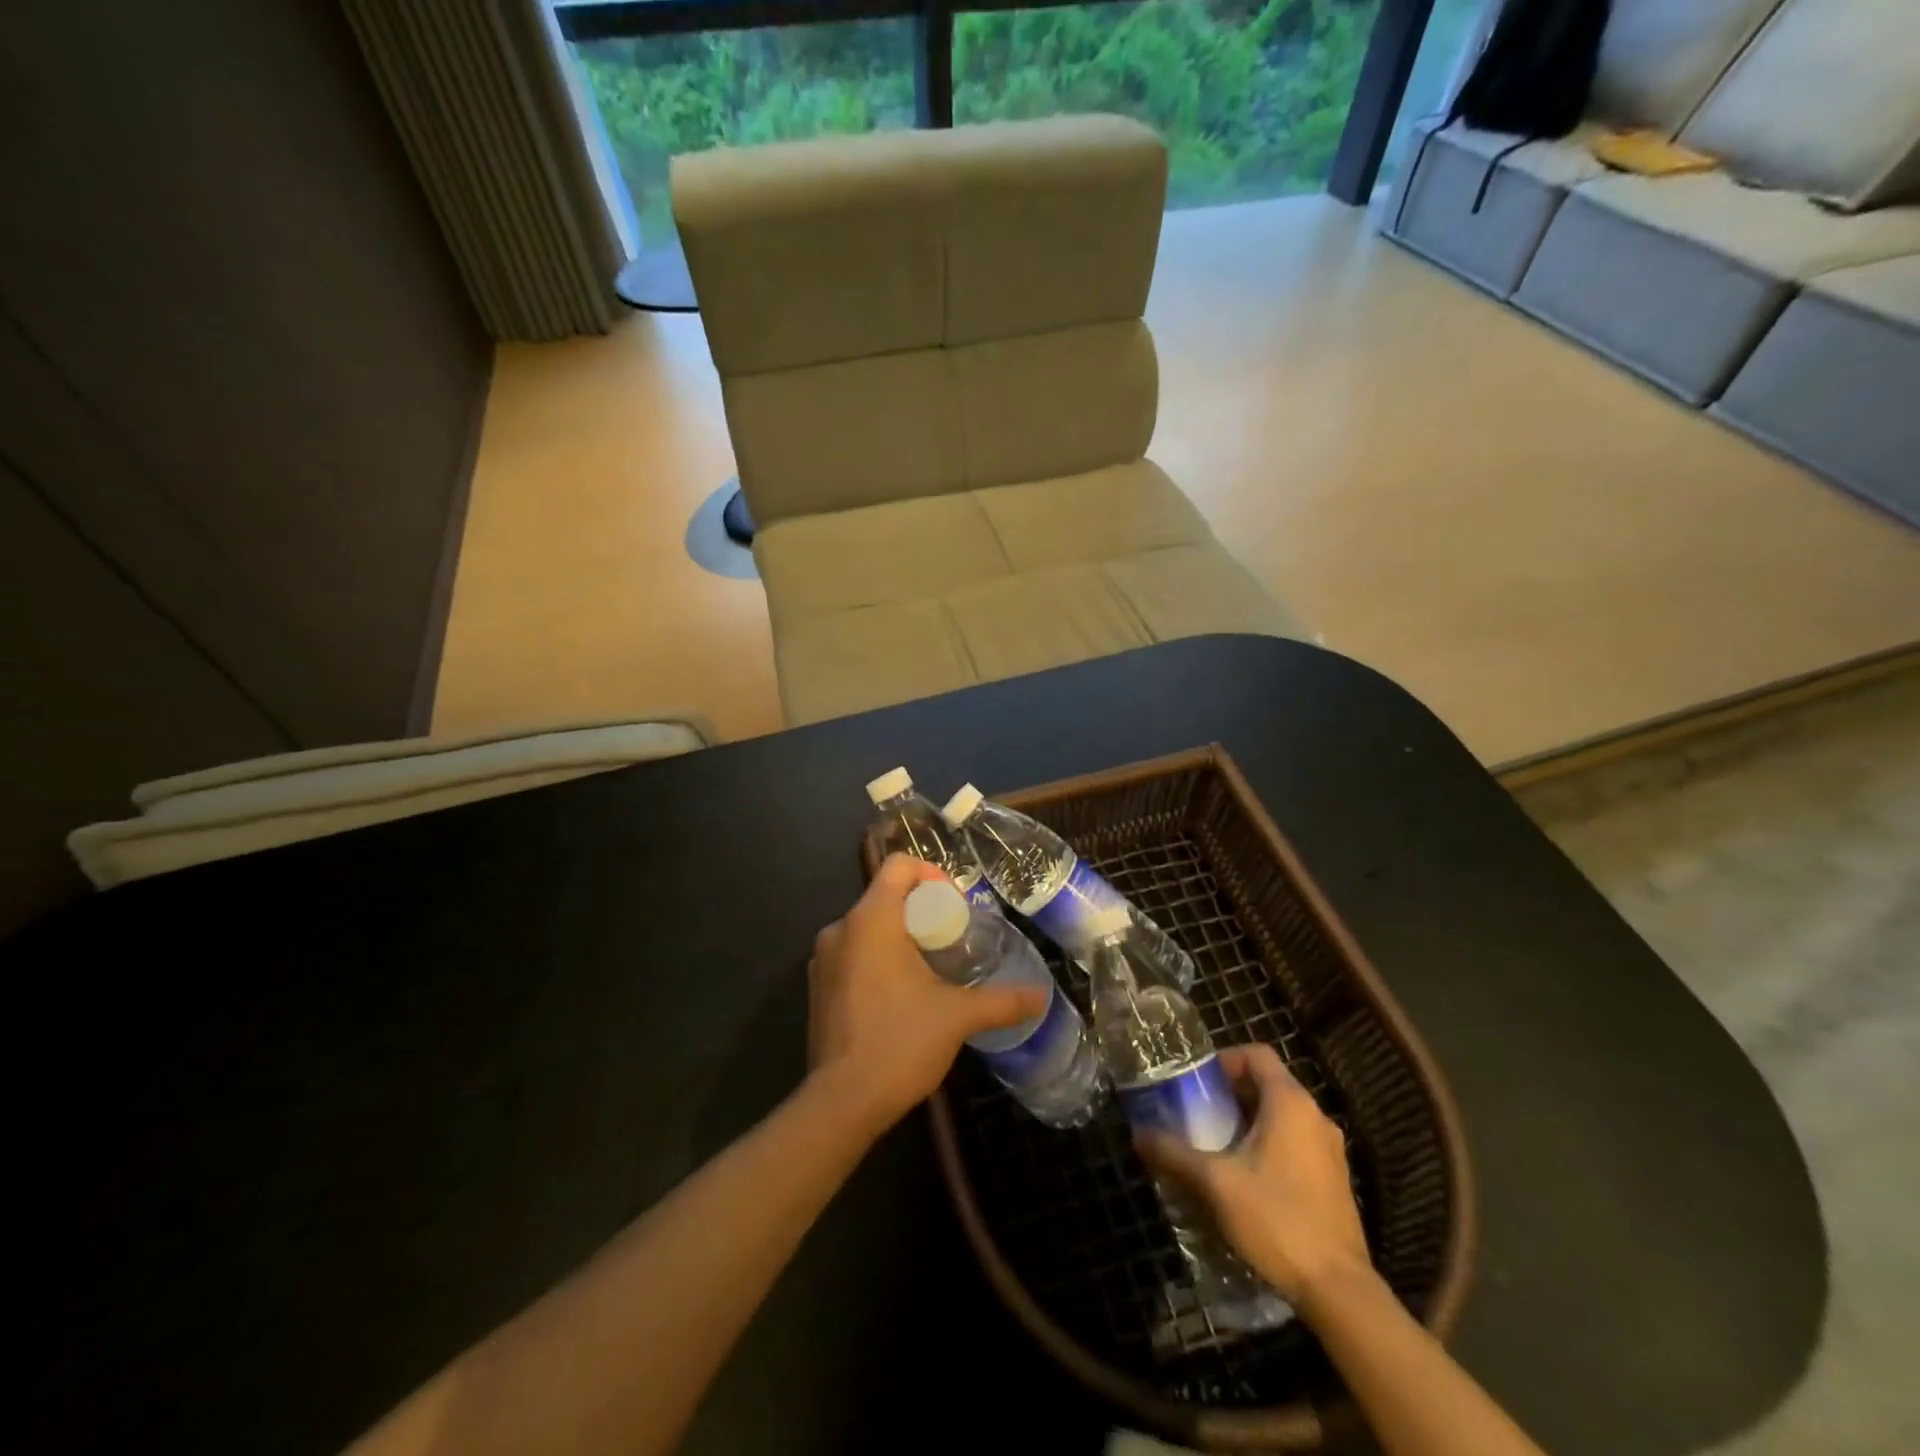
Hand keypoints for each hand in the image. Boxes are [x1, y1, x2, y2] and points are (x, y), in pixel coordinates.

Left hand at [806, 854, 1046, 1137]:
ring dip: (899, 936)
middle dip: (921, 910)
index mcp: (871, 919)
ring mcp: (823, 959)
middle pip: (884, 895)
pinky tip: (900, 996)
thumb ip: (1002, 1001)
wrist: (842, 1103)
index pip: (898, 865)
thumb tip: (1041, 996)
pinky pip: (852, 954)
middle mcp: (840, 928)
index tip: (955, 906)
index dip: (931, 874)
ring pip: (867, 927)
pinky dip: (877, 959)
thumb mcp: (958, 1017)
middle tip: (951, 941)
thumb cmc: (900, 1042)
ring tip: (930, 969)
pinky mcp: (817, 988)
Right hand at [1135, 1043, 1370, 1308]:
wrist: (1338, 1291)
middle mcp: (1315, 1116)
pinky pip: (1294, 1143)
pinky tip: (1244, 1178)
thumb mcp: (1214, 1183)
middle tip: (1197, 1113)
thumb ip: (1174, 1153)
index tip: (1196, 1082)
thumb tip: (1138, 1135)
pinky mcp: (1334, 1180)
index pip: (1256, 1054)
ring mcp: (1329, 1150)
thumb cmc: (1276, 1219)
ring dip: (1248, 1121)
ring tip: (1215, 1145)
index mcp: (1290, 1103)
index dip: (1224, 1059)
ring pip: (1281, 1116)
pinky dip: (1267, 1145)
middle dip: (1230, 1094)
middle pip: (1267, 1084)